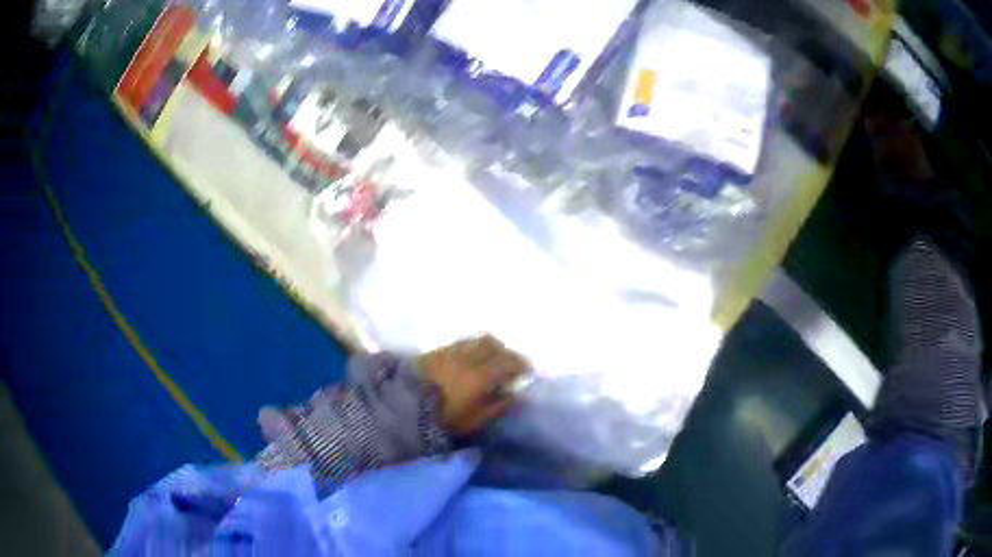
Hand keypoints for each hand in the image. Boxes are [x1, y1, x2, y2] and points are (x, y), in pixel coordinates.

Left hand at [420, 335, 529, 435]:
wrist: (403, 407)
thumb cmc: (443, 419)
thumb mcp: (473, 420)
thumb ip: (497, 407)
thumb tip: (516, 395)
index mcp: (479, 376)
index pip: (507, 362)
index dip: (520, 364)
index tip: (527, 370)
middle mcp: (467, 358)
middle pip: (492, 345)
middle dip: (506, 352)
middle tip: (511, 363)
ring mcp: (450, 352)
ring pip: (476, 340)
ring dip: (489, 346)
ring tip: (492, 358)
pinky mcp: (435, 351)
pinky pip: (461, 343)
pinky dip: (472, 347)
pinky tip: (471, 358)